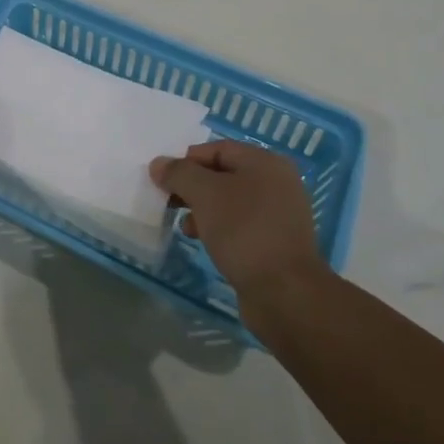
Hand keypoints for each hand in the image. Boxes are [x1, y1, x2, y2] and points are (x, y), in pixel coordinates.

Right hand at [150, 140, 326, 297]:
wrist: (285, 293)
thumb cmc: (244, 231)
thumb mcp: (205, 194)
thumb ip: (179, 174)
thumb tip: (158, 163)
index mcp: (265, 163)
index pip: (217, 149)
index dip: (187, 161)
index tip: (164, 180)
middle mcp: (276, 183)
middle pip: (224, 174)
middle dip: (193, 187)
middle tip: (170, 202)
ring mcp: (278, 214)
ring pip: (230, 202)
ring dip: (203, 209)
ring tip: (186, 226)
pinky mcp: (275, 242)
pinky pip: (240, 225)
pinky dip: (219, 228)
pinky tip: (204, 241)